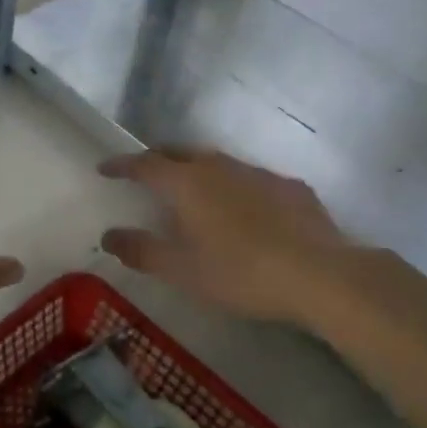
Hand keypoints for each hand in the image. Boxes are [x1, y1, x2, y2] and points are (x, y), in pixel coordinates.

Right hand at [99, 147, 346, 326]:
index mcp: (188, 184)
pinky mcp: (290, 188)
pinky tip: (245, 210)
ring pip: (218, 163)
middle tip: (146, 172)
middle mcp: (220, 167)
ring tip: (193, 191)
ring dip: (198, 171)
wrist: (321, 275)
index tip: (105, 168)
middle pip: (181, 152)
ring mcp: (259, 173)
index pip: (145, 164)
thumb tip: (109, 235)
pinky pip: (252, 179)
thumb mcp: (182, 270)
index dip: (122, 165)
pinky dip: (235, 187)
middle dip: (158, 158)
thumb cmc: (240, 273)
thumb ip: (142, 251)